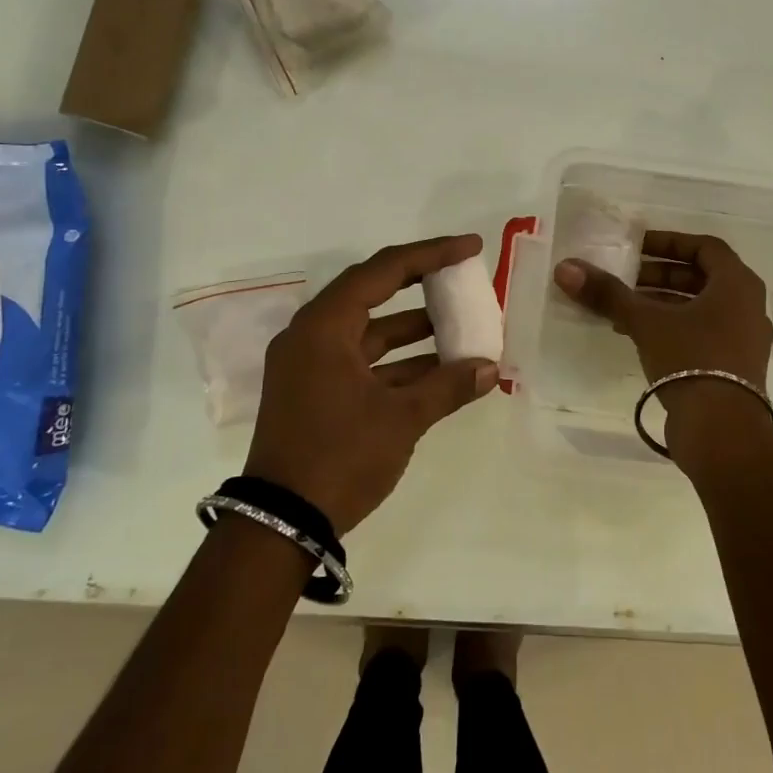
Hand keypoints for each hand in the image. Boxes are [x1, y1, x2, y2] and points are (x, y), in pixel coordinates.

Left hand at [246, 234, 499, 534]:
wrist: (281, 524)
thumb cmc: (340, 458)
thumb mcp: (401, 419)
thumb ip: (448, 387)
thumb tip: (491, 369)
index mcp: (324, 327)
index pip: (383, 270)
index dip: (430, 254)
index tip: (469, 248)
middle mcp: (311, 336)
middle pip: (373, 293)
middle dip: (421, 285)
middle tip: (461, 276)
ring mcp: (310, 366)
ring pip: (369, 331)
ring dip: (413, 329)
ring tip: (461, 325)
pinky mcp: (315, 392)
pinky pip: (363, 361)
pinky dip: (399, 362)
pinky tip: (439, 369)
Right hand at [553, 230, 772, 401]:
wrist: (722, 429)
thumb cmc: (691, 359)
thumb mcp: (646, 322)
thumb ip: (608, 293)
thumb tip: (566, 267)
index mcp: (738, 284)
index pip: (705, 246)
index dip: (669, 242)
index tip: (637, 247)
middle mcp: (749, 306)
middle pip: (702, 277)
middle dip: (661, 275)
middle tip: (626, 279)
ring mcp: (745, 339)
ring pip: (701, 307)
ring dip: (664, 303)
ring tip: (625, 310)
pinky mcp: (735, 367)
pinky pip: (704, 333)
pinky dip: (674, 327)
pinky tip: (641, 338)